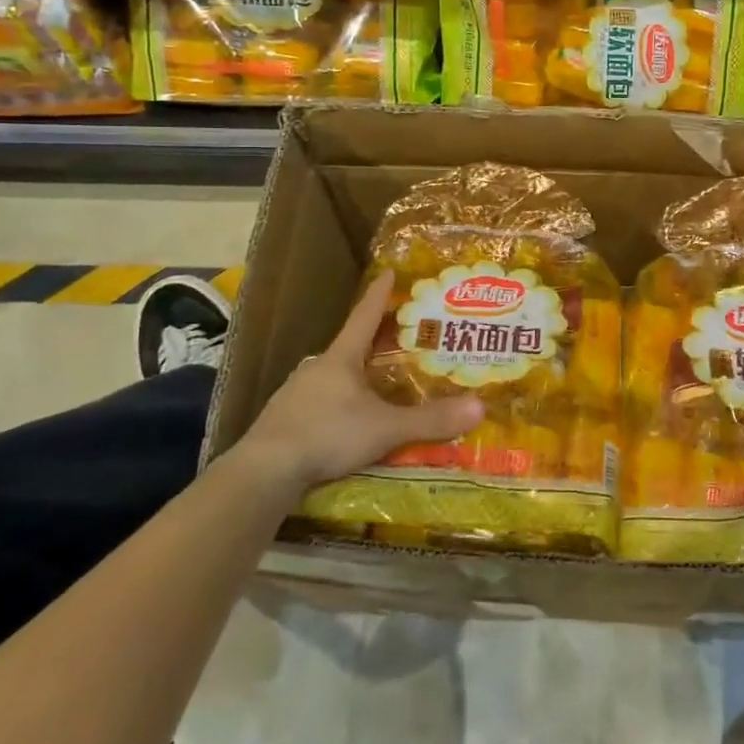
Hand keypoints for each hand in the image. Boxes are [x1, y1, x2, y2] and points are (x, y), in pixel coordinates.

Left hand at [239, 272, 483, 489]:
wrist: (264, 471)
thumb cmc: (328, 435)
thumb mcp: (386, 429)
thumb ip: (430, 420)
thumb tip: (479, 408)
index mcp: (341, 358)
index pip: (364, 317)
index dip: (379, 295)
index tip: (388, 272)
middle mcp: (317, 368)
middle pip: (350, 345)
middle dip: (373, 338)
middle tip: (396, 334)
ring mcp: (296, 393)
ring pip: (332, 375)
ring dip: (354, 372)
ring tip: (376, 379)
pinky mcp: (284, 420)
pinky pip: (319, 401)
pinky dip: (337, 401)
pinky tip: (345, 418)